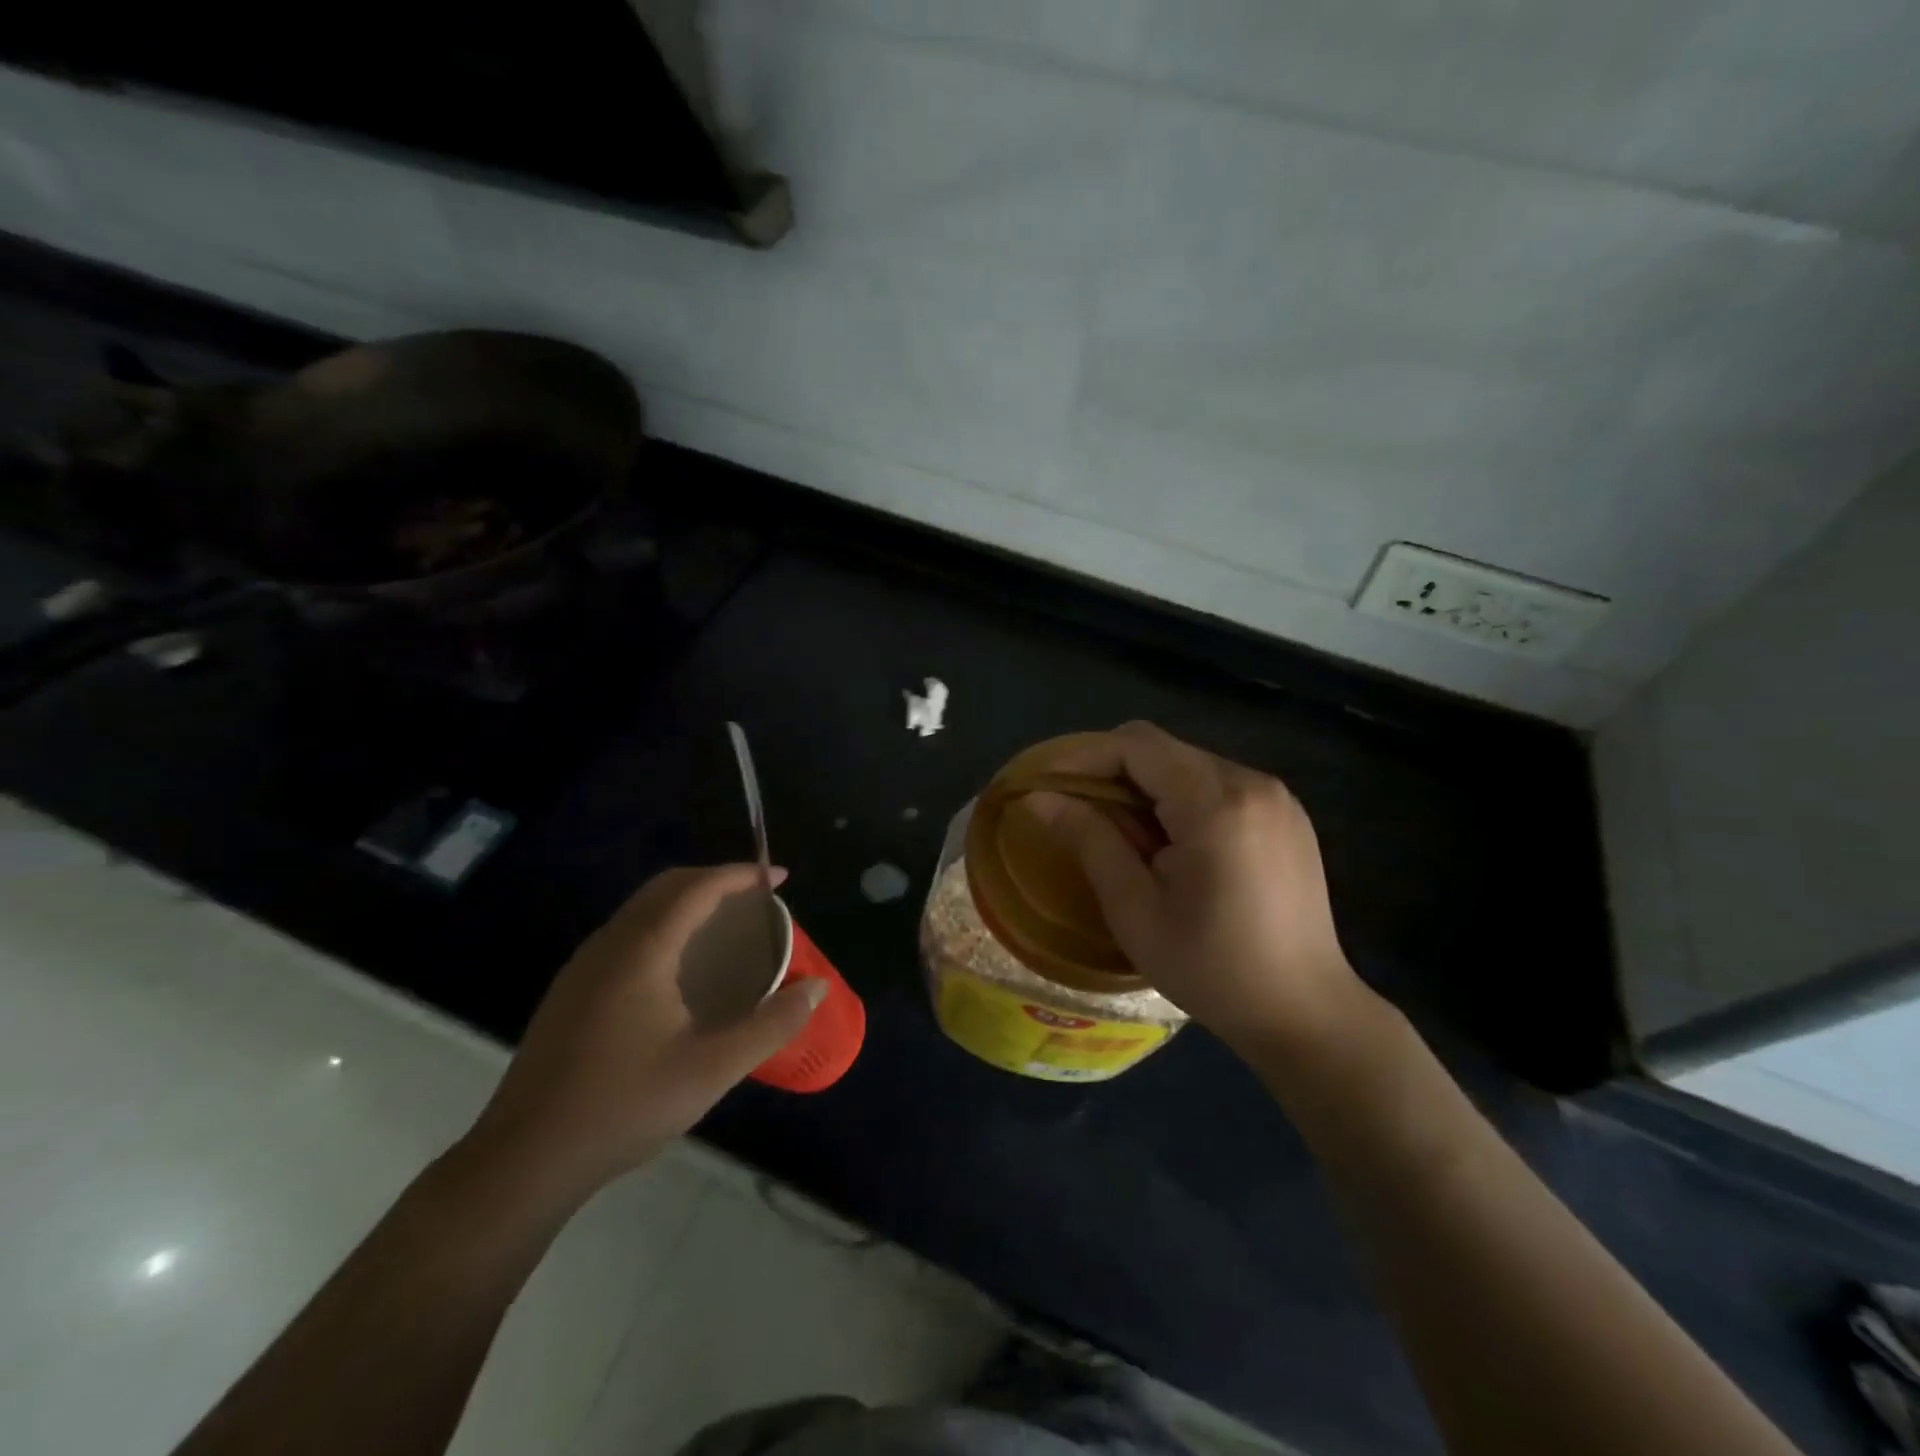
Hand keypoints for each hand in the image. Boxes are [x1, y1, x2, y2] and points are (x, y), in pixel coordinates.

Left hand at [461, 865, 822, 1201]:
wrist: (524, 1161)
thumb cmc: (624, 1105)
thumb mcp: (712, 1068)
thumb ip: (771, 1025)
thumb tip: (816, 989)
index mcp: (642, 950)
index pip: (697, 887)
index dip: (740, 875)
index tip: (777, 878)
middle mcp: (608, 945)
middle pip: (666, 887)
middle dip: (713, 880)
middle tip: (754, 899)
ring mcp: (582, 968)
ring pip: (641, 910)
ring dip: (685, 902)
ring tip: (723, 928)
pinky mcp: (570, 993)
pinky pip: (625, 934)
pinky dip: (662, 926)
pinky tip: (678, 969)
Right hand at [1031, 722, 1370, 1054]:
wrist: (1306, 1013)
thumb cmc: (1212, 969)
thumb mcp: (1135, 910)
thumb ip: (1089, 840)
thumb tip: (1037, 798)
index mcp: (1216, 803)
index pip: (1137, 746)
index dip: (1083, 756)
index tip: (1044, 782)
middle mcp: (1252, 782)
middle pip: (1163, 748)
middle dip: (1111, 769)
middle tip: (1076, 810)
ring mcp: (1277, 797)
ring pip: (1189, 763)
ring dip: (1145, 784)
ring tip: (1122, 833)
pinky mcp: (1287, 815)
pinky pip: (1218, 784)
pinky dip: (1180, 797)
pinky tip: (1170, 842)